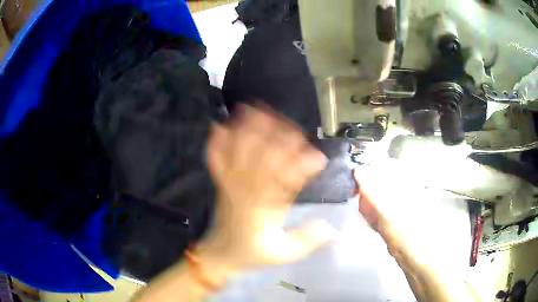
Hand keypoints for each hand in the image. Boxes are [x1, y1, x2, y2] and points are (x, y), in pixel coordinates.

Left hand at [202, 105, 337, 269]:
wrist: (221, 255)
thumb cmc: (252, 254)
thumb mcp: (283, 254)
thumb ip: (307, 241)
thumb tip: (334, 230)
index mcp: (263, 211)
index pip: (284, 184)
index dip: (302, 168)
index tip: (318, 158)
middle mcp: (246, 194)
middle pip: (261, 160)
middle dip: (276, 140)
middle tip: (291, 124)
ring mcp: (230, 186)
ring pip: (238, 155)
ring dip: (245, 132)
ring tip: (251, 109)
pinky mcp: (220, 184)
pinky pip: (217, 162)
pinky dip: (217, 144)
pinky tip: (217, 126)